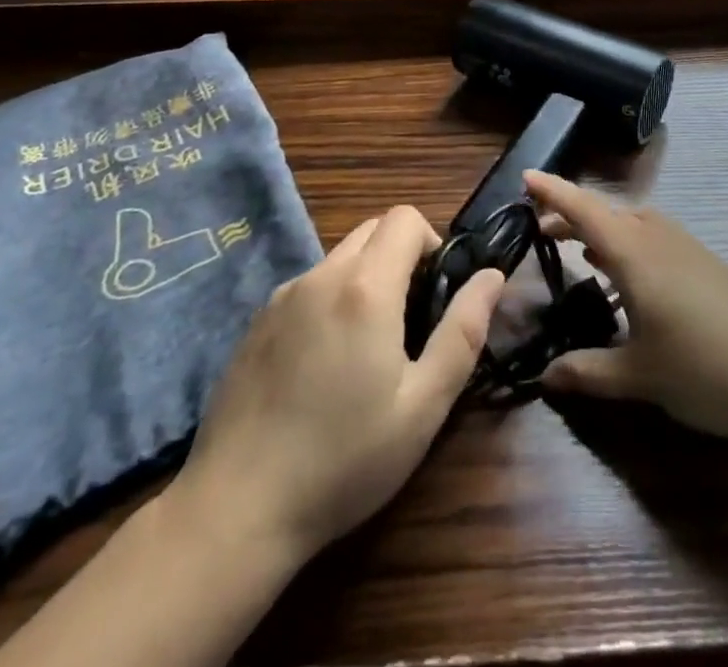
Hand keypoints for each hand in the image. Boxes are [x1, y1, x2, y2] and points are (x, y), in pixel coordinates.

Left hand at [164, 206, 502, 562]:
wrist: (235, 511)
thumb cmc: (344, 460)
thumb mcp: (424, 405)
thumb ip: (464, 331)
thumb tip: (492, 276)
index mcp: (365, 287)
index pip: (405, 218)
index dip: (431, 242)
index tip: (435, 293)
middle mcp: (320, 276)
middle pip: (371, 230)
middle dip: (400, 256)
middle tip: (409, 320)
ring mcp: (280, 298)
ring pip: (338, 259)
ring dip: (364, 279)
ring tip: (365, 351)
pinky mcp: (254, 325)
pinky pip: (307, 288)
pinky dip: (329, 302)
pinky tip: (321, 368)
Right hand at [526, 170, 727, 438]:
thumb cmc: (704, 368)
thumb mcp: (639, 376)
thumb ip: (589, 372)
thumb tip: (545, 378)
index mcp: (635, 252)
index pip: (584, 210)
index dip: (553, 192)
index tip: (526, 176)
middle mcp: (658, 238)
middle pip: (608, 213)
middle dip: (573, 216)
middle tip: (542, 231)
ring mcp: (686, 248)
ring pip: (634, 224)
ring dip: (604, 231)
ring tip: (581, 253)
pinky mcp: (705, 264)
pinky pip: (654, 240)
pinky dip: (629, 246)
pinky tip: (628, 281)